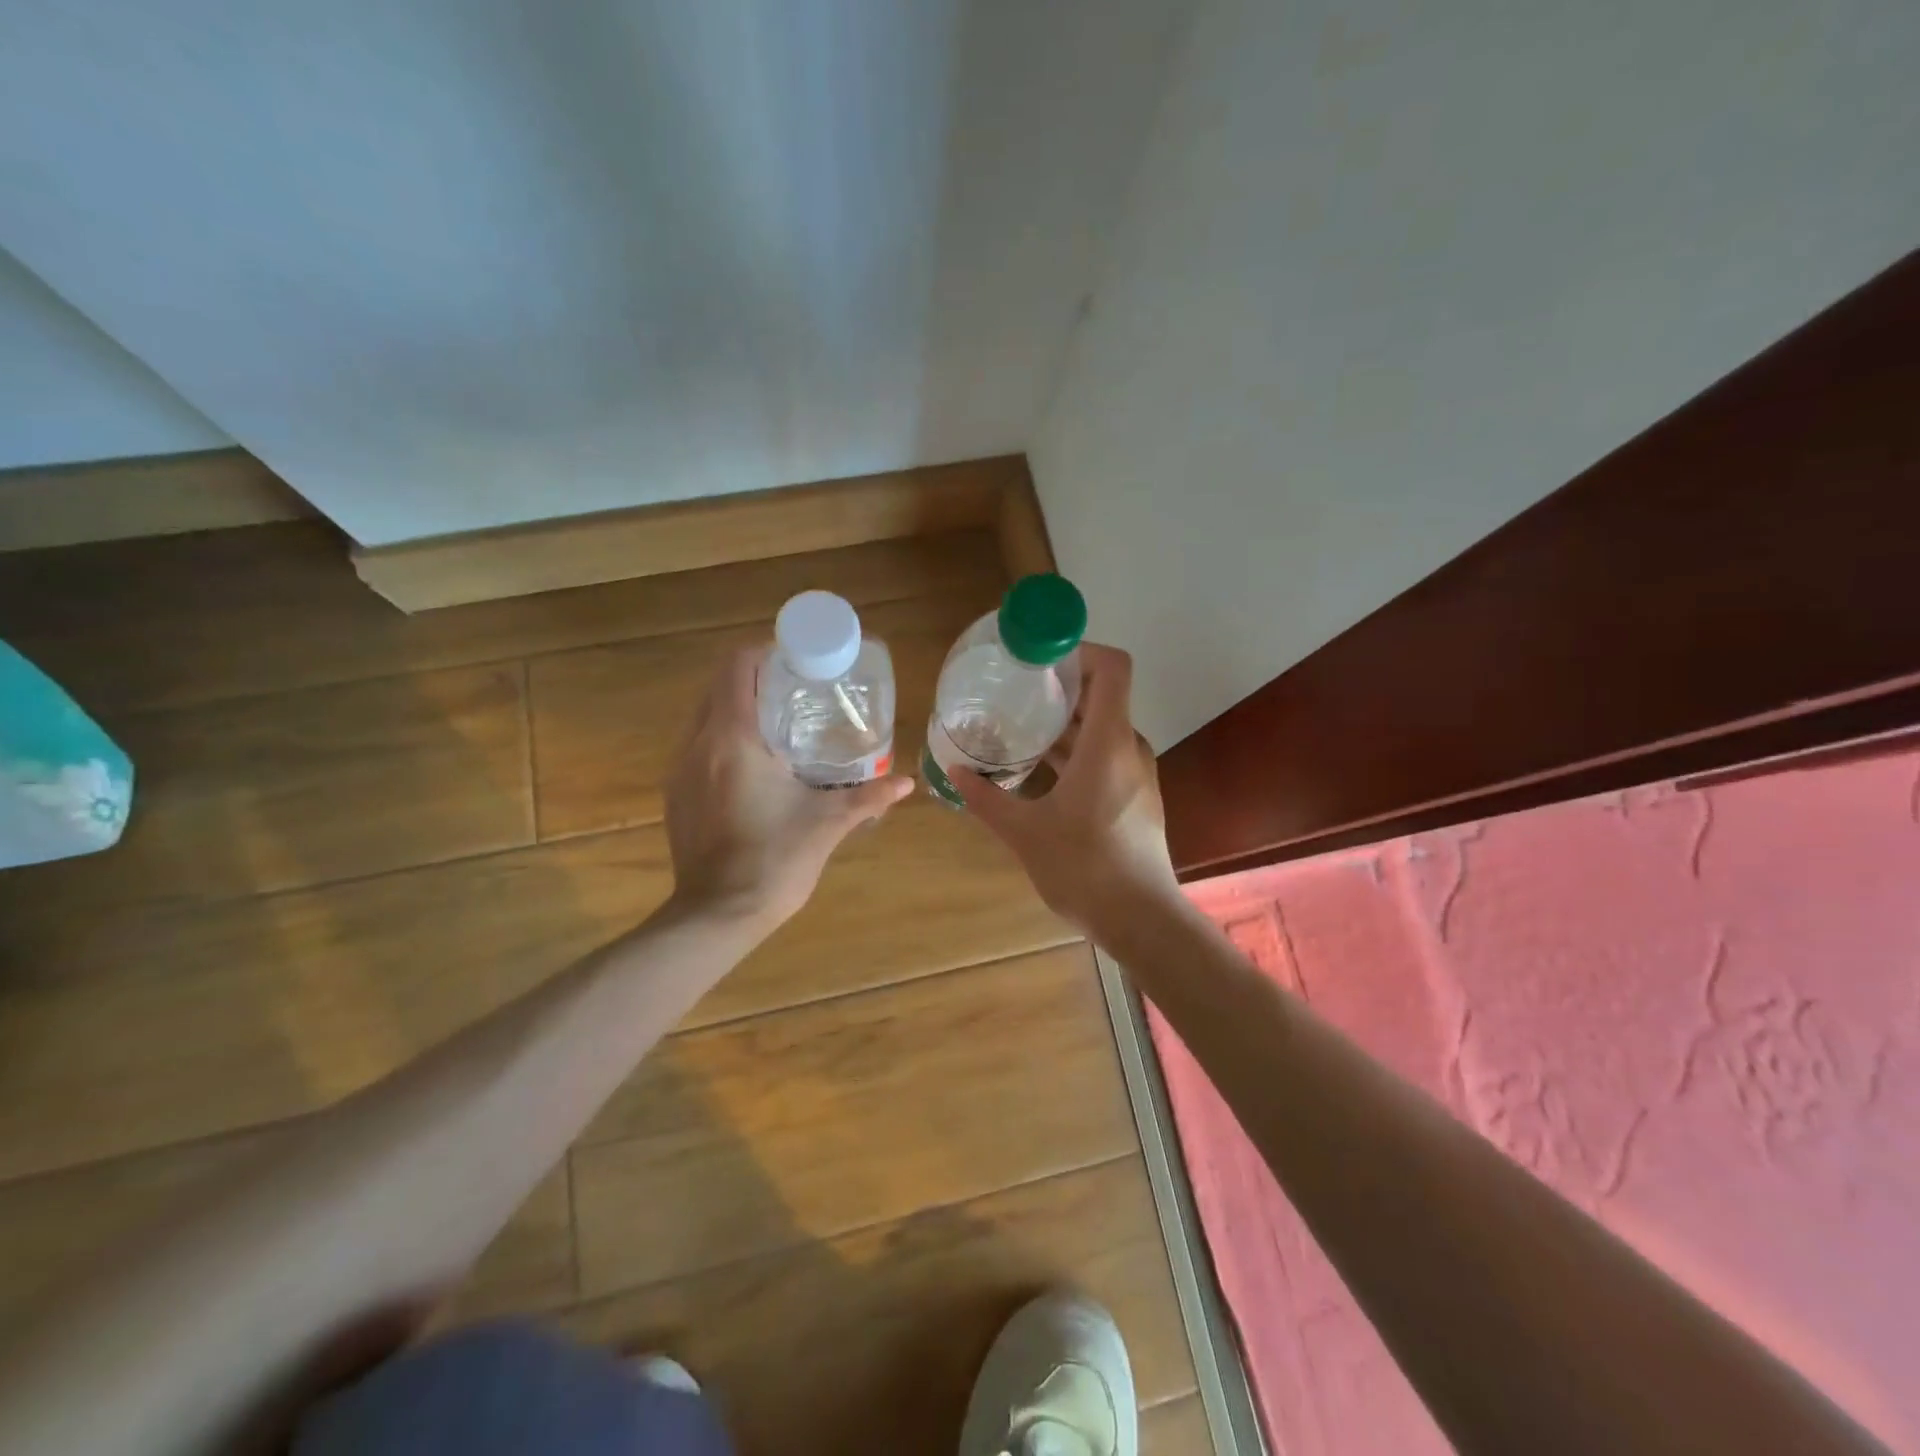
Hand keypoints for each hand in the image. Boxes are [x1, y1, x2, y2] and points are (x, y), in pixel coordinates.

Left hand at [663, 645, 913, 930]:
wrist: (717, 916)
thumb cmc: (774, 860)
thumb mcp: (828, 824)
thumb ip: (869, 796)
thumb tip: (908, 782)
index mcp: (733, 738)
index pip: (738, 666)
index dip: (767, 652)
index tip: (799, 661)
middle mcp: (698, 743)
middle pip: (719, 685)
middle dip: (757, 679)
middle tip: (798, 691)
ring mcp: (680, 769)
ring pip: (705, 715)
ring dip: (738, 708)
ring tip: (780, 724)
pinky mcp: (675, 793)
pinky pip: (698, 745)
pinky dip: (724, 737)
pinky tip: (755, 764)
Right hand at [953, 642, 1178, 933]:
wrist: (1141, 920)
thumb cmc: (1084, 868)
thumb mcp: (1024, 832)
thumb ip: (987, 798)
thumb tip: (955, 772)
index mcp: (1107, 743)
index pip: (1112, 668)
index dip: (1079, 650)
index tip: (1039, 659)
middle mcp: (1128, 748)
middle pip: (1102, 695)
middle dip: (1060, 687)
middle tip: (1015, 691)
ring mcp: (1137, 773)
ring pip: (1102, 729)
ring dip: (1065, 723)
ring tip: (1021, 727)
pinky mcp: (1136, 796)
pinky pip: (1106, 755)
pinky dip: (1076, 750)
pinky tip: (1042, 770)